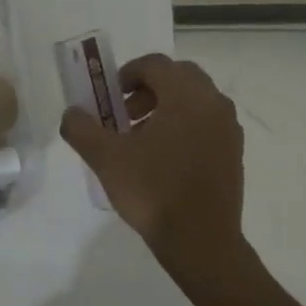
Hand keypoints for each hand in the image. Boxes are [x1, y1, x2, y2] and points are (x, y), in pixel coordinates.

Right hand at [59, 52, 243, 260]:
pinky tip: (163, 159)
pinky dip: (183, 126)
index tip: (109, 97)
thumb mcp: (105, 158)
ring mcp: (228, 129)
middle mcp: (213, 104)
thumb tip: (72, 114)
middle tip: (125, 114)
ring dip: (166, 107)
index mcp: (186, 96)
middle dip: (148, 88)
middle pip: (179, 77)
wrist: (200, 241)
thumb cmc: (152, 191)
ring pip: (194, 100)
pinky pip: (206, 123)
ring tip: (140, 140)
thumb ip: (81, 129)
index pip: (155, 64)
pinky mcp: (234, 152)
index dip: (127, 73)